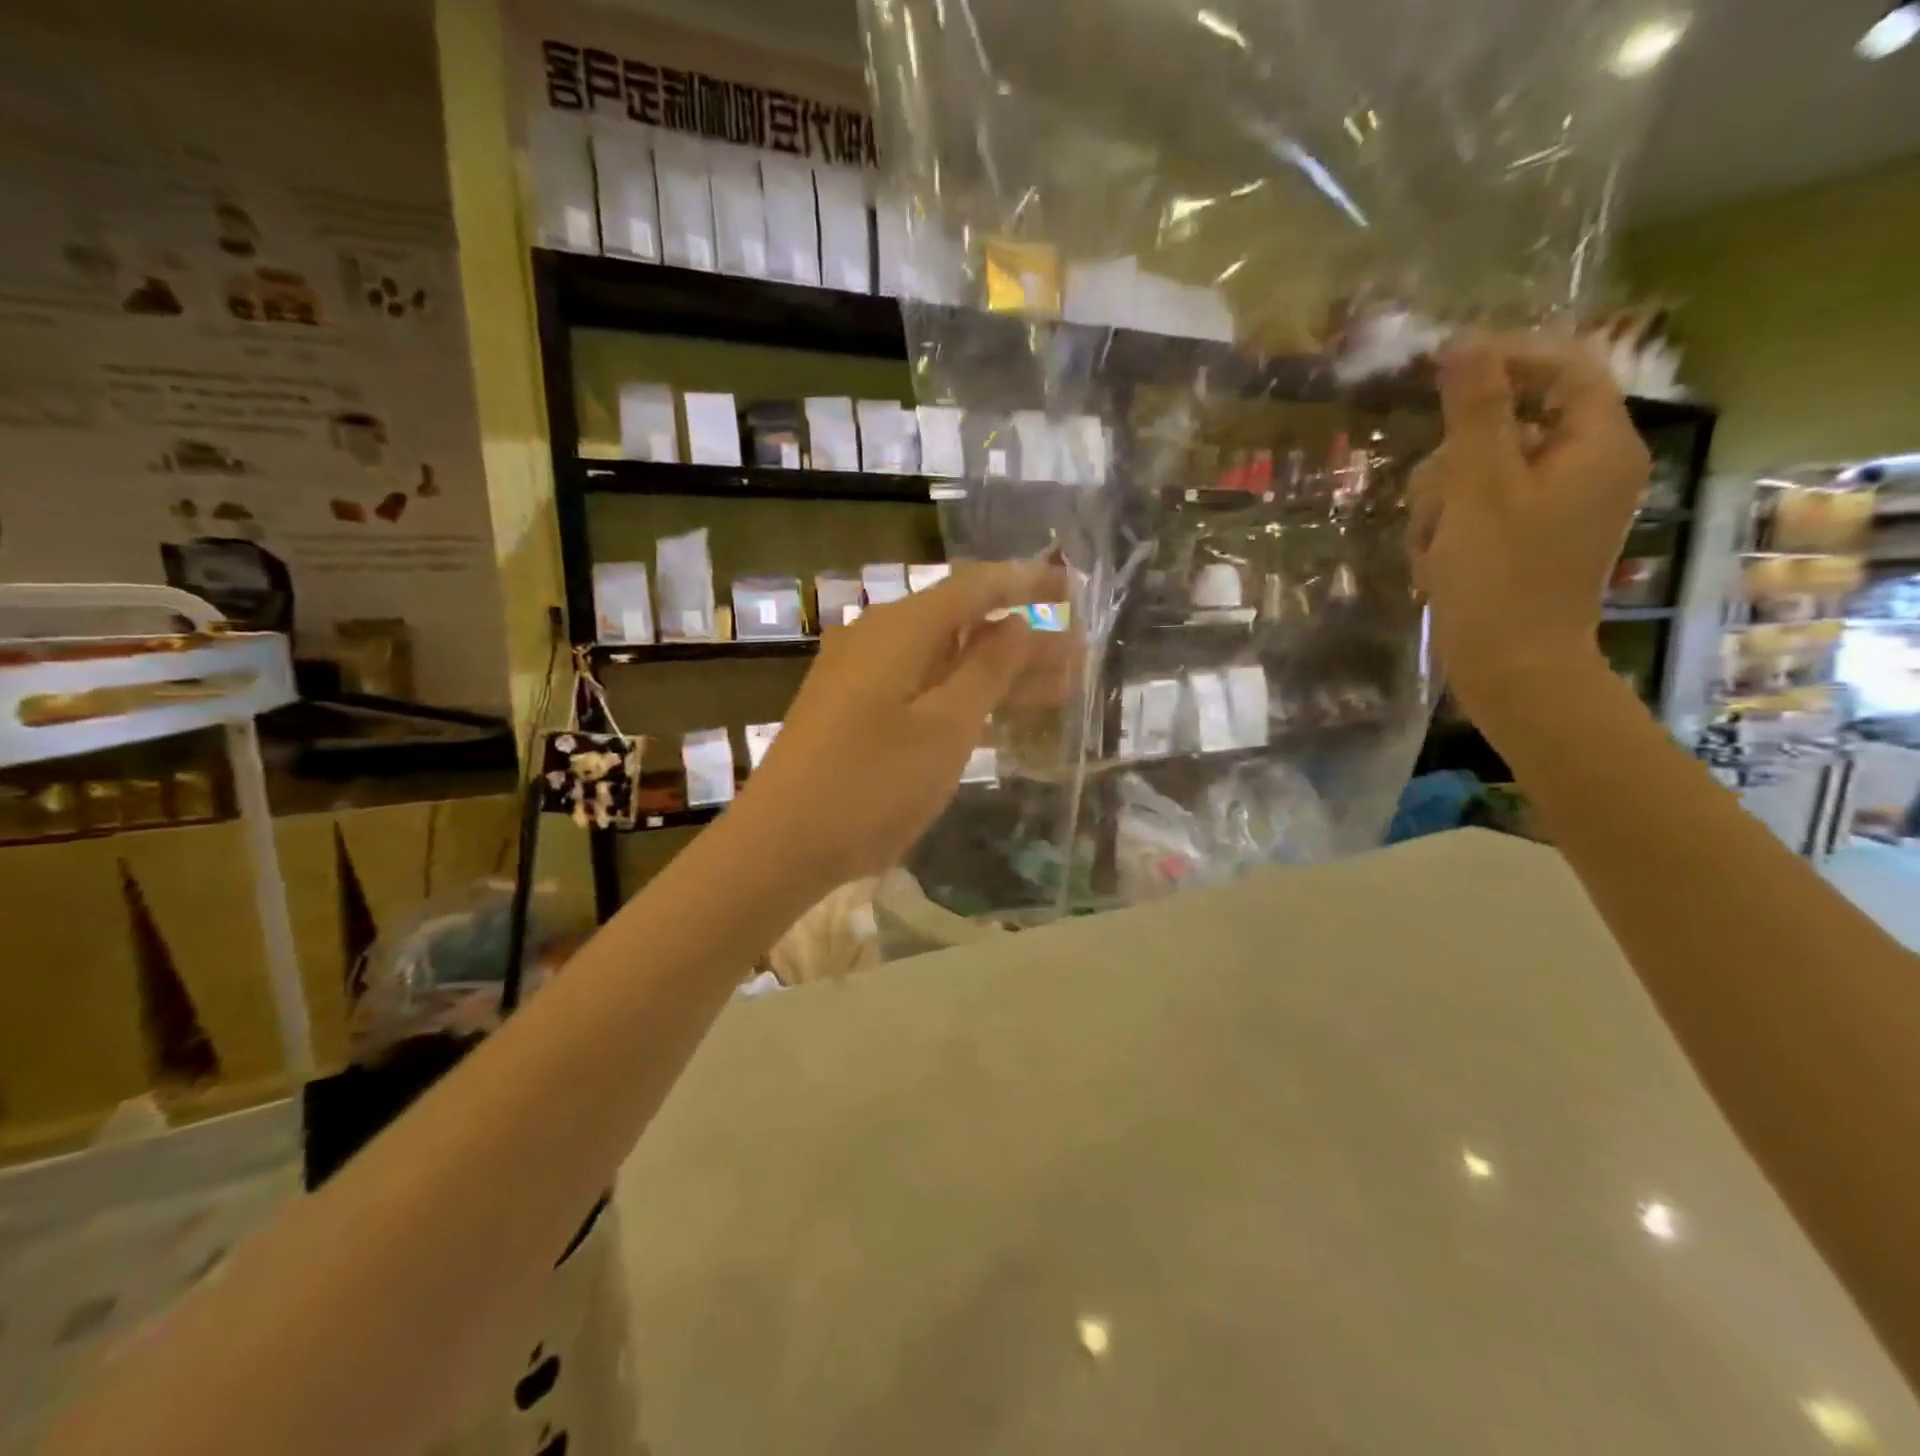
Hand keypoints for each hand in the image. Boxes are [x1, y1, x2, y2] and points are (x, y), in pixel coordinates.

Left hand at [732, 560, 1072, 887]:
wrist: (780, 844)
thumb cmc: (871, 785)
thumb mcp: (945, 727)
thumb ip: (987, 669)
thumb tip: (1017, 623)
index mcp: (900, 630)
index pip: (974, 587)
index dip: (1026, 583)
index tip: (1072, 588)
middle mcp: (877, 638)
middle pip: (962, 623)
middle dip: (1022, 637)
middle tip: (1077, 655)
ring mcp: (860, 676)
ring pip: (944, 659)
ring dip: (997, 672)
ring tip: (1057, 687)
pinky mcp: (852, 710)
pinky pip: (920, 687)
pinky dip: (961, 696)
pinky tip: (995, 715)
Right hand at [1408, 332, 1650, 719]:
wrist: (1511, 668)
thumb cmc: (1499, 578)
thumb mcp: (1479, 488)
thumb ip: (1476, 412)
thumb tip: (1465, 344)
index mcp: (1597, 445)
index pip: (1564, 368)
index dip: (1506, 360)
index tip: (1441, 372)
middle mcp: (1587, 469)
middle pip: (1512, 424)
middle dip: (1457, 458)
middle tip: (1431, 499)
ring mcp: (1556, 509)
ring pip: (1483, 471)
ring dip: (1442, 501)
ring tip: (1431, 546)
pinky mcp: (1528, 541)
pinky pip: (1480, 510)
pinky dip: (1450, 528)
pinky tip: (1436, 562)